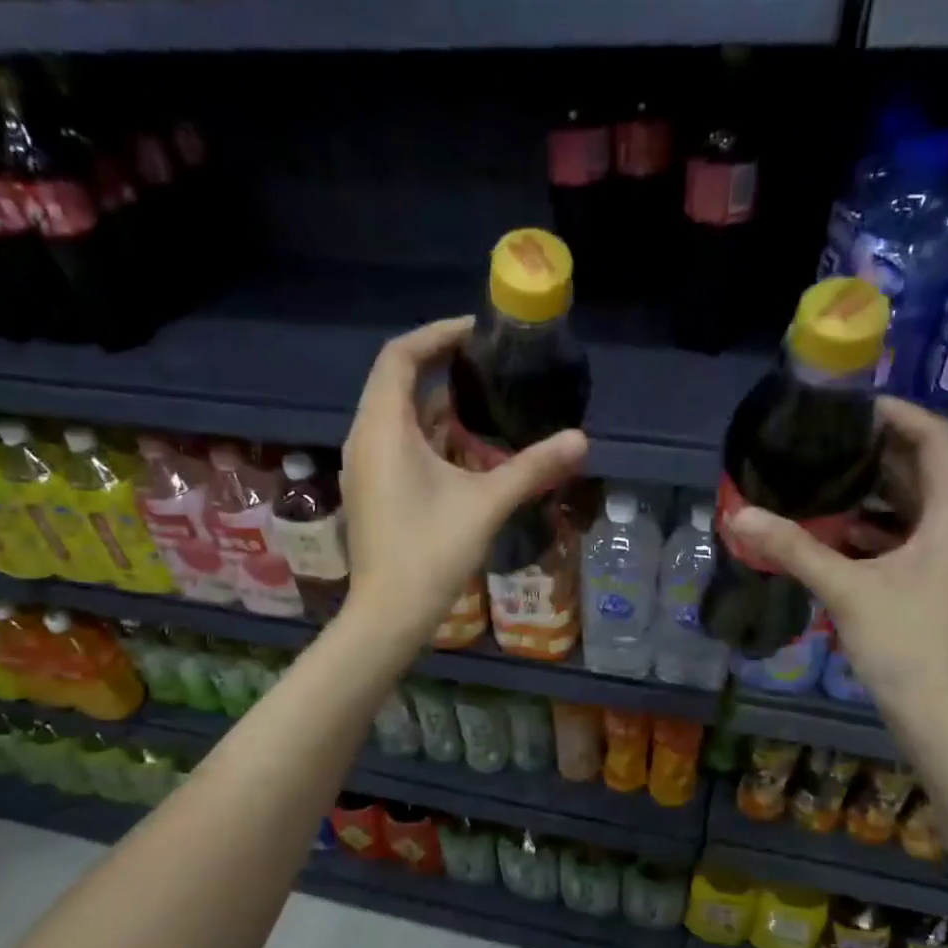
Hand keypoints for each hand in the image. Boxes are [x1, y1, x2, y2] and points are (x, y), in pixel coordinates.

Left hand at [339, 316, 587, 646]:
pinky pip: (398, 445)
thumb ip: (532, 467)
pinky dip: (430, 438)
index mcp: (383, 428)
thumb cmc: (431, 552)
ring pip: (399, 418)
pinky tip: (467, 453)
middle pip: (398, 383)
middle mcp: (365, 438)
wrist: (389, 614)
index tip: (477, 333)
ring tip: (485, 407)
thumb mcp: (486, 503)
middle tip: (488, 367)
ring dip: (438, 408)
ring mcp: (365, 467)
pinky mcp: (372, 491)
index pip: (400, 356)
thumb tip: (581, 439)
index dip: (437, 335)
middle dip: (442, 369)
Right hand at [728, 397, 947, 728]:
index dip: (897, 414)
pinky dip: (869, 529)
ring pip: (910, 508)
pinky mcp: (932, 586)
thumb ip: (794, 549)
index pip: (935, 439)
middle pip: (921, 471)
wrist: (945, 719)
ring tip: (817, 481)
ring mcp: (947, 561)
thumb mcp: (847, 591)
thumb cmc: (908, 646)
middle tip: (820, 442)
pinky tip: (827, 534)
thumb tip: (739, 514)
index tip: (848, 408)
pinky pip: (902, 540)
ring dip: (868, 492)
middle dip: (874, 452)